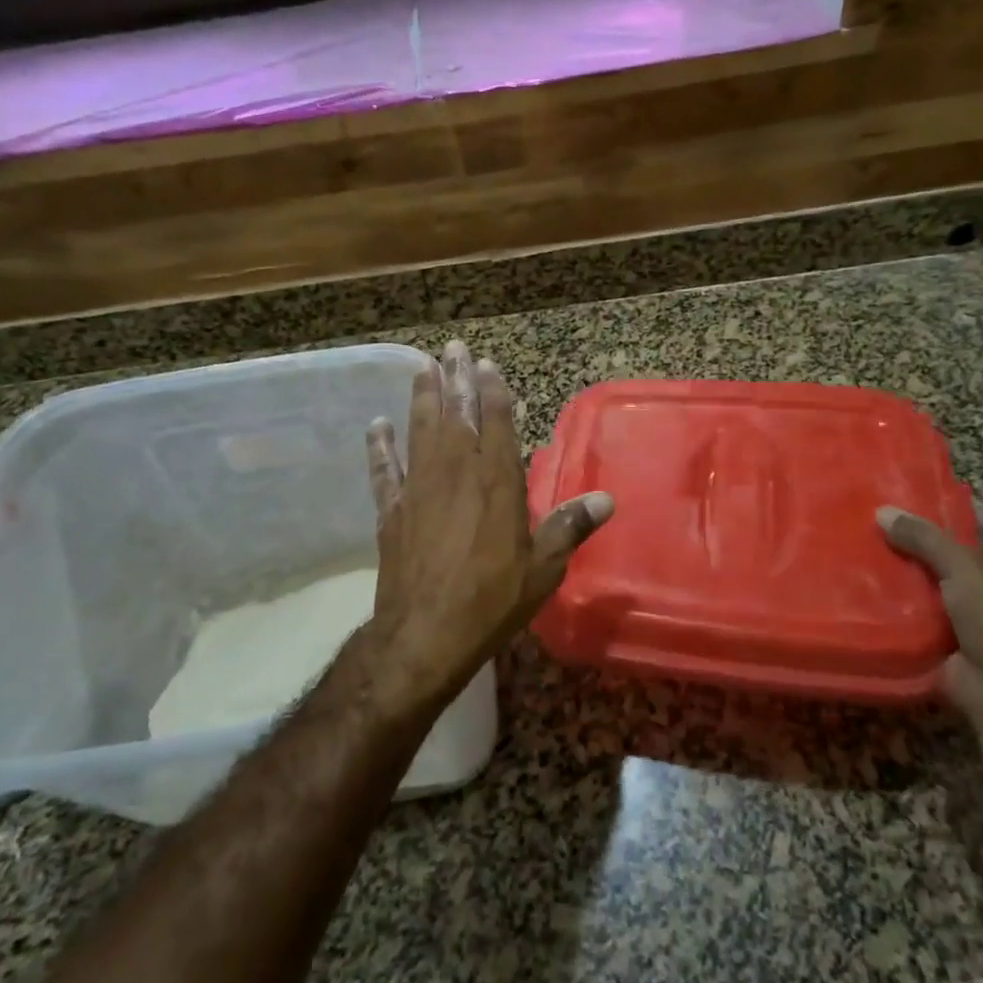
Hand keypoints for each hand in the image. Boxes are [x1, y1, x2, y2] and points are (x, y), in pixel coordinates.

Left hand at [362, 341, 613, 715]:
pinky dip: (379, 446)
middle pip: (456, 415)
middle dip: (456, 379)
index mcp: (497, 482)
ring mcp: (419, 489)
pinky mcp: (392, 511)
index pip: (496, 423)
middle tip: (452, 348)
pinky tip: (376, 426)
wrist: (425, 635)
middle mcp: (457, 473)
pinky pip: (383, 470)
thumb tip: (607, 500)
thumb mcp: (543, 568)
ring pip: (420, 431)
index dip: (493, 391)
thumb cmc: (492, 600)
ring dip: (421, 397)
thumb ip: (569, 527)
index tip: (487, 364)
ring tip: (421, 367)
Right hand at [878, 501, 982, 747]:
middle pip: (948, 549)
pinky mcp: (944, 637)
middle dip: (914, 535)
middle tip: (871, 512)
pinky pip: (914, 611)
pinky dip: (893, 600)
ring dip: (899, 568)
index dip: (949, 501)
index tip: (908, 485)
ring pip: (927, 580)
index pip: (980, 518)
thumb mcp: (964, 569)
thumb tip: (882, 511)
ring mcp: (967, 612)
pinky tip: (860, 584)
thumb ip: (924, 538)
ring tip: (858, 541)